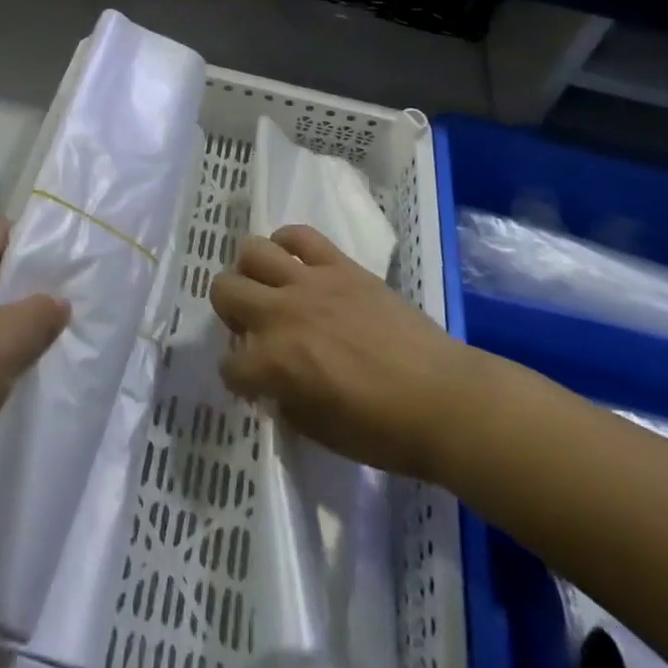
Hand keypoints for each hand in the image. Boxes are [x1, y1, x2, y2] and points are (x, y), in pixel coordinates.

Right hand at [211, 224, 469, 479]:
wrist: (443, 400)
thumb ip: (286, 401)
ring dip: (250, 270)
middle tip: (252, 327)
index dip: (238, 377)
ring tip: (267, 287)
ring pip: (252, 250)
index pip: (229, 365)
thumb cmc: (385, 431)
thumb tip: (274, 384)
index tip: (253, 383)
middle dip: (229, 312)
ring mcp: (310, 282)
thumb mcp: (321, 433)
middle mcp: (282, 313)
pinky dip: (288, 242)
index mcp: (276, 363)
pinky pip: (300, 235)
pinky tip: (293, 261)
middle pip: (224, 290)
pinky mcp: (339, 264)